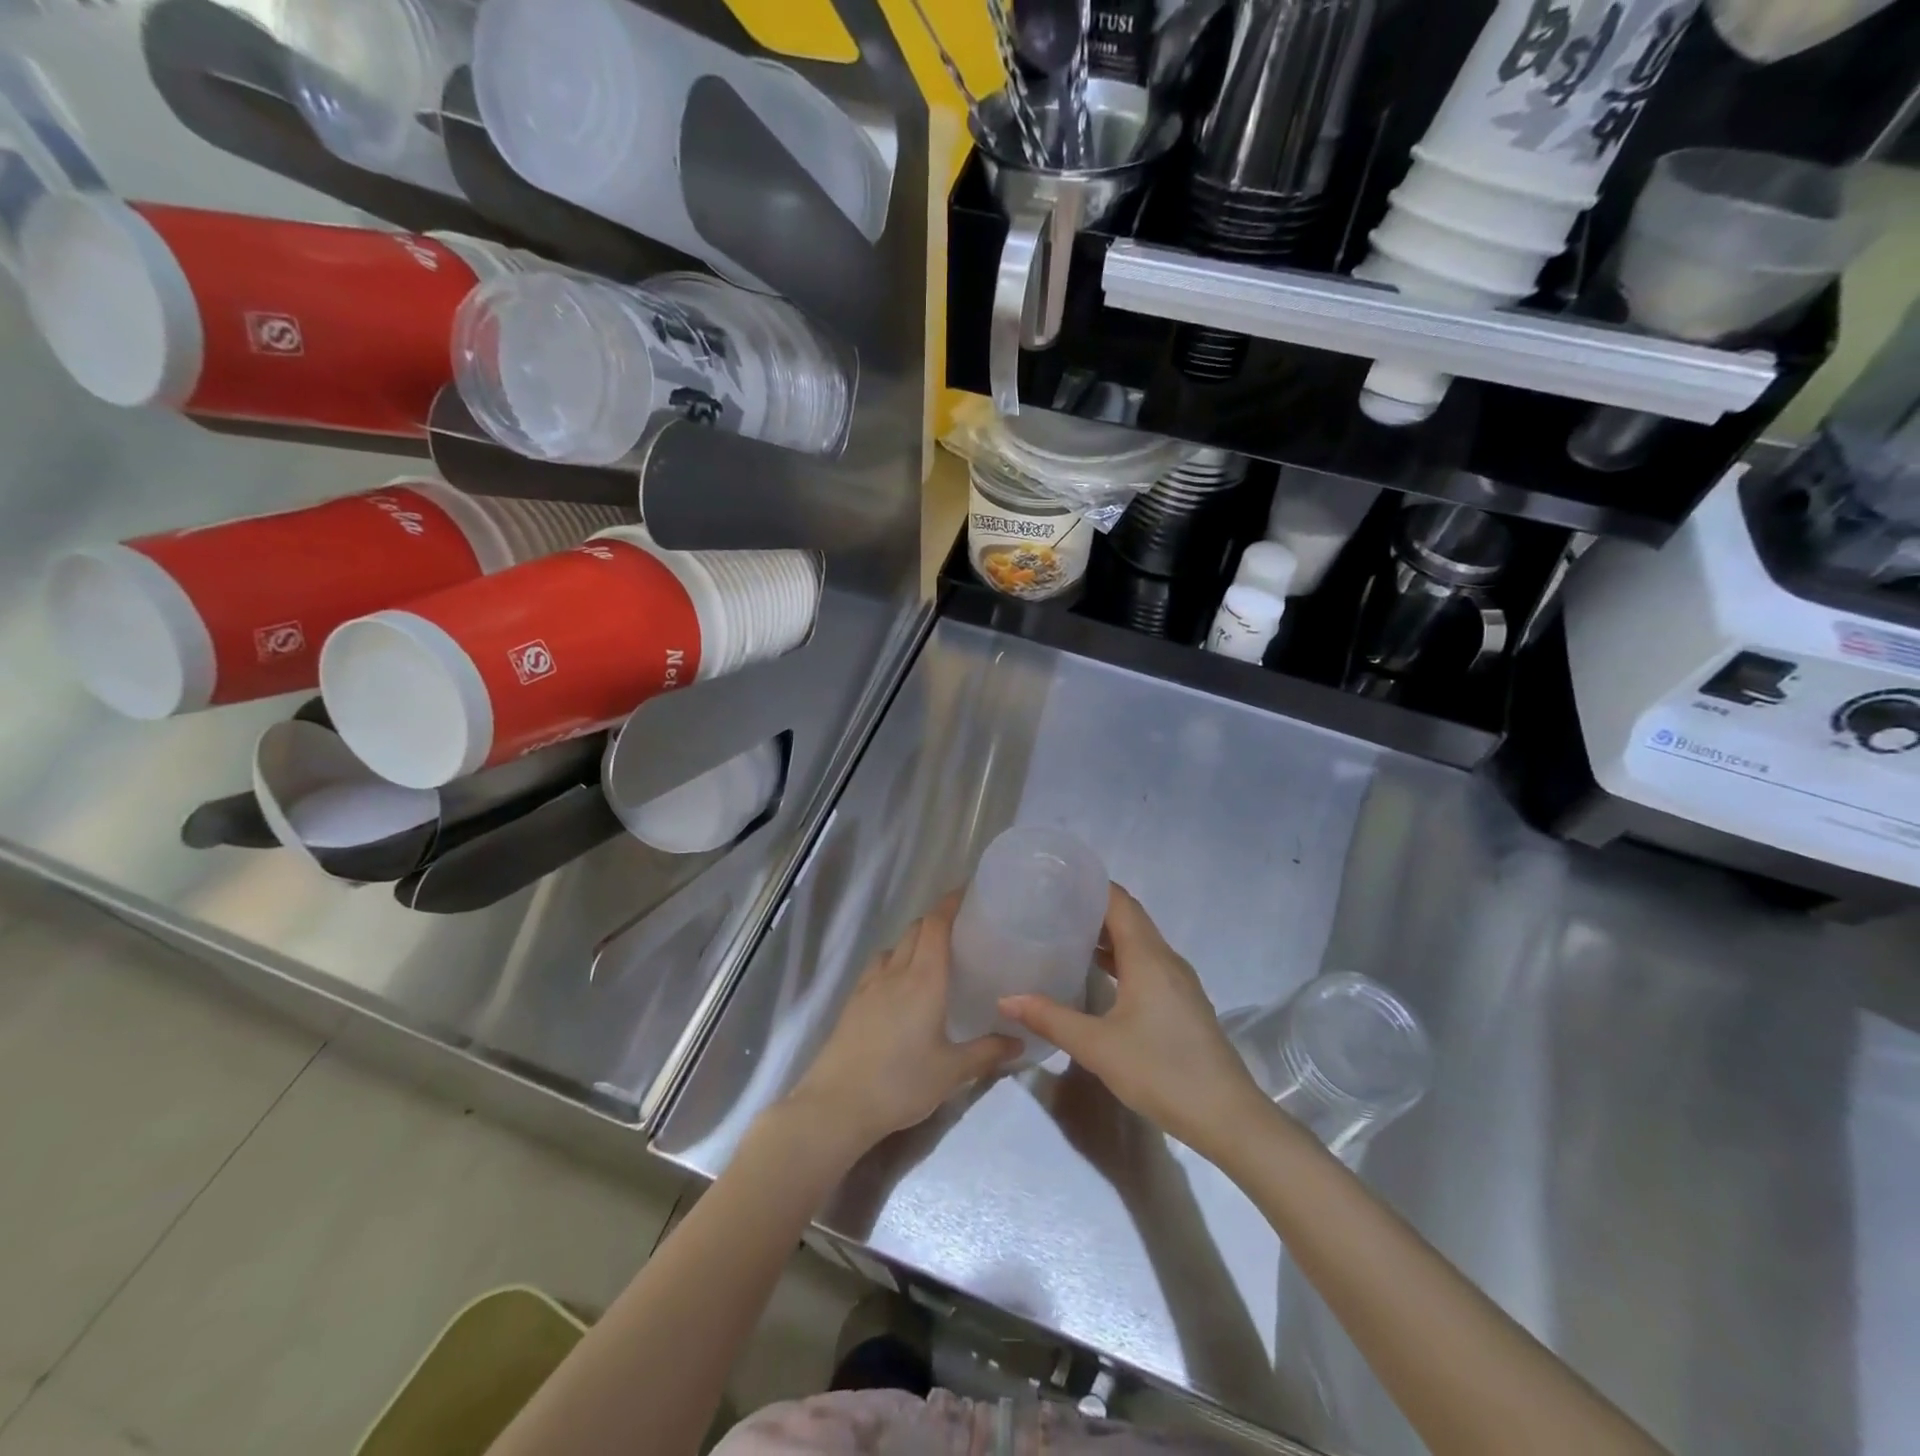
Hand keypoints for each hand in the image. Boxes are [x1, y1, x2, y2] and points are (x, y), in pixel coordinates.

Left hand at [785, 894, 1020, 1156]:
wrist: (837, 1104)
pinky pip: (877, 968)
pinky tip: (900, 988)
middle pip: (915, 930)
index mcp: (924, 979)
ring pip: (895, 947)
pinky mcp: (852, 1002)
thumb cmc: (901, 1083)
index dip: (950, 903)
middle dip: (936, 921)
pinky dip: (893, 963)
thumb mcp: (952, 1072)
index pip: (936, 924)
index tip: (969, 893)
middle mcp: (896, 972)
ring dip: (913, 942)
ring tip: (932, 959)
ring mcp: (869, 985)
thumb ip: (988, 1052)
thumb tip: (1020, 1040)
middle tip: (962, 931)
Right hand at [1001, 885, 1265, 1159]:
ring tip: (1066, 934)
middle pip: (1129, 919)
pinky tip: (1097, 975)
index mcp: (1149, 957)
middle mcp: (1167, 960)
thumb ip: (1051, 1018)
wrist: (1226, 1116)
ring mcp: (1179, 982)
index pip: (1120, 902)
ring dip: (1107, 935)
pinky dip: (1121, 958)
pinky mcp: (1182, 1003)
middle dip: (1093, 907)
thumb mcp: (1098, 1046)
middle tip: (1051, 906)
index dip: (1091, 885)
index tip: (1056, 879)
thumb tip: (1005, 999)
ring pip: (1140, 943)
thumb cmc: (1161, 1071)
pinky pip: (1147, 964)